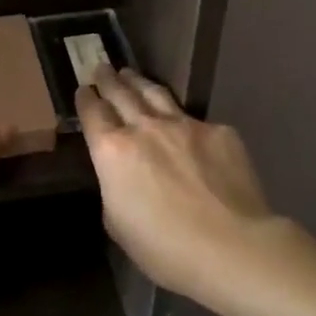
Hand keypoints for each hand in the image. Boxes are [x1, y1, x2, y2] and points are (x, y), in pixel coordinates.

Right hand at [77, 67, 296, 300]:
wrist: (233, 247)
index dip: (86, 99)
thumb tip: (122, 176)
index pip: (92, 112)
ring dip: (139, 82)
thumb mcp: (117, 223)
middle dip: (108, 79)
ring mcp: (185, 125)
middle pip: (121, 92)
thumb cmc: (165, 247)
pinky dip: (184, 121)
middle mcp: (144, 128)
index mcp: (112, 150)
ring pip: (156, 94)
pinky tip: (185, 127)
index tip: (83, 89)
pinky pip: (196, 122)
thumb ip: (114, 188)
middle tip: (101, 67)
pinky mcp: (220, 133)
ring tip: (131, 75)